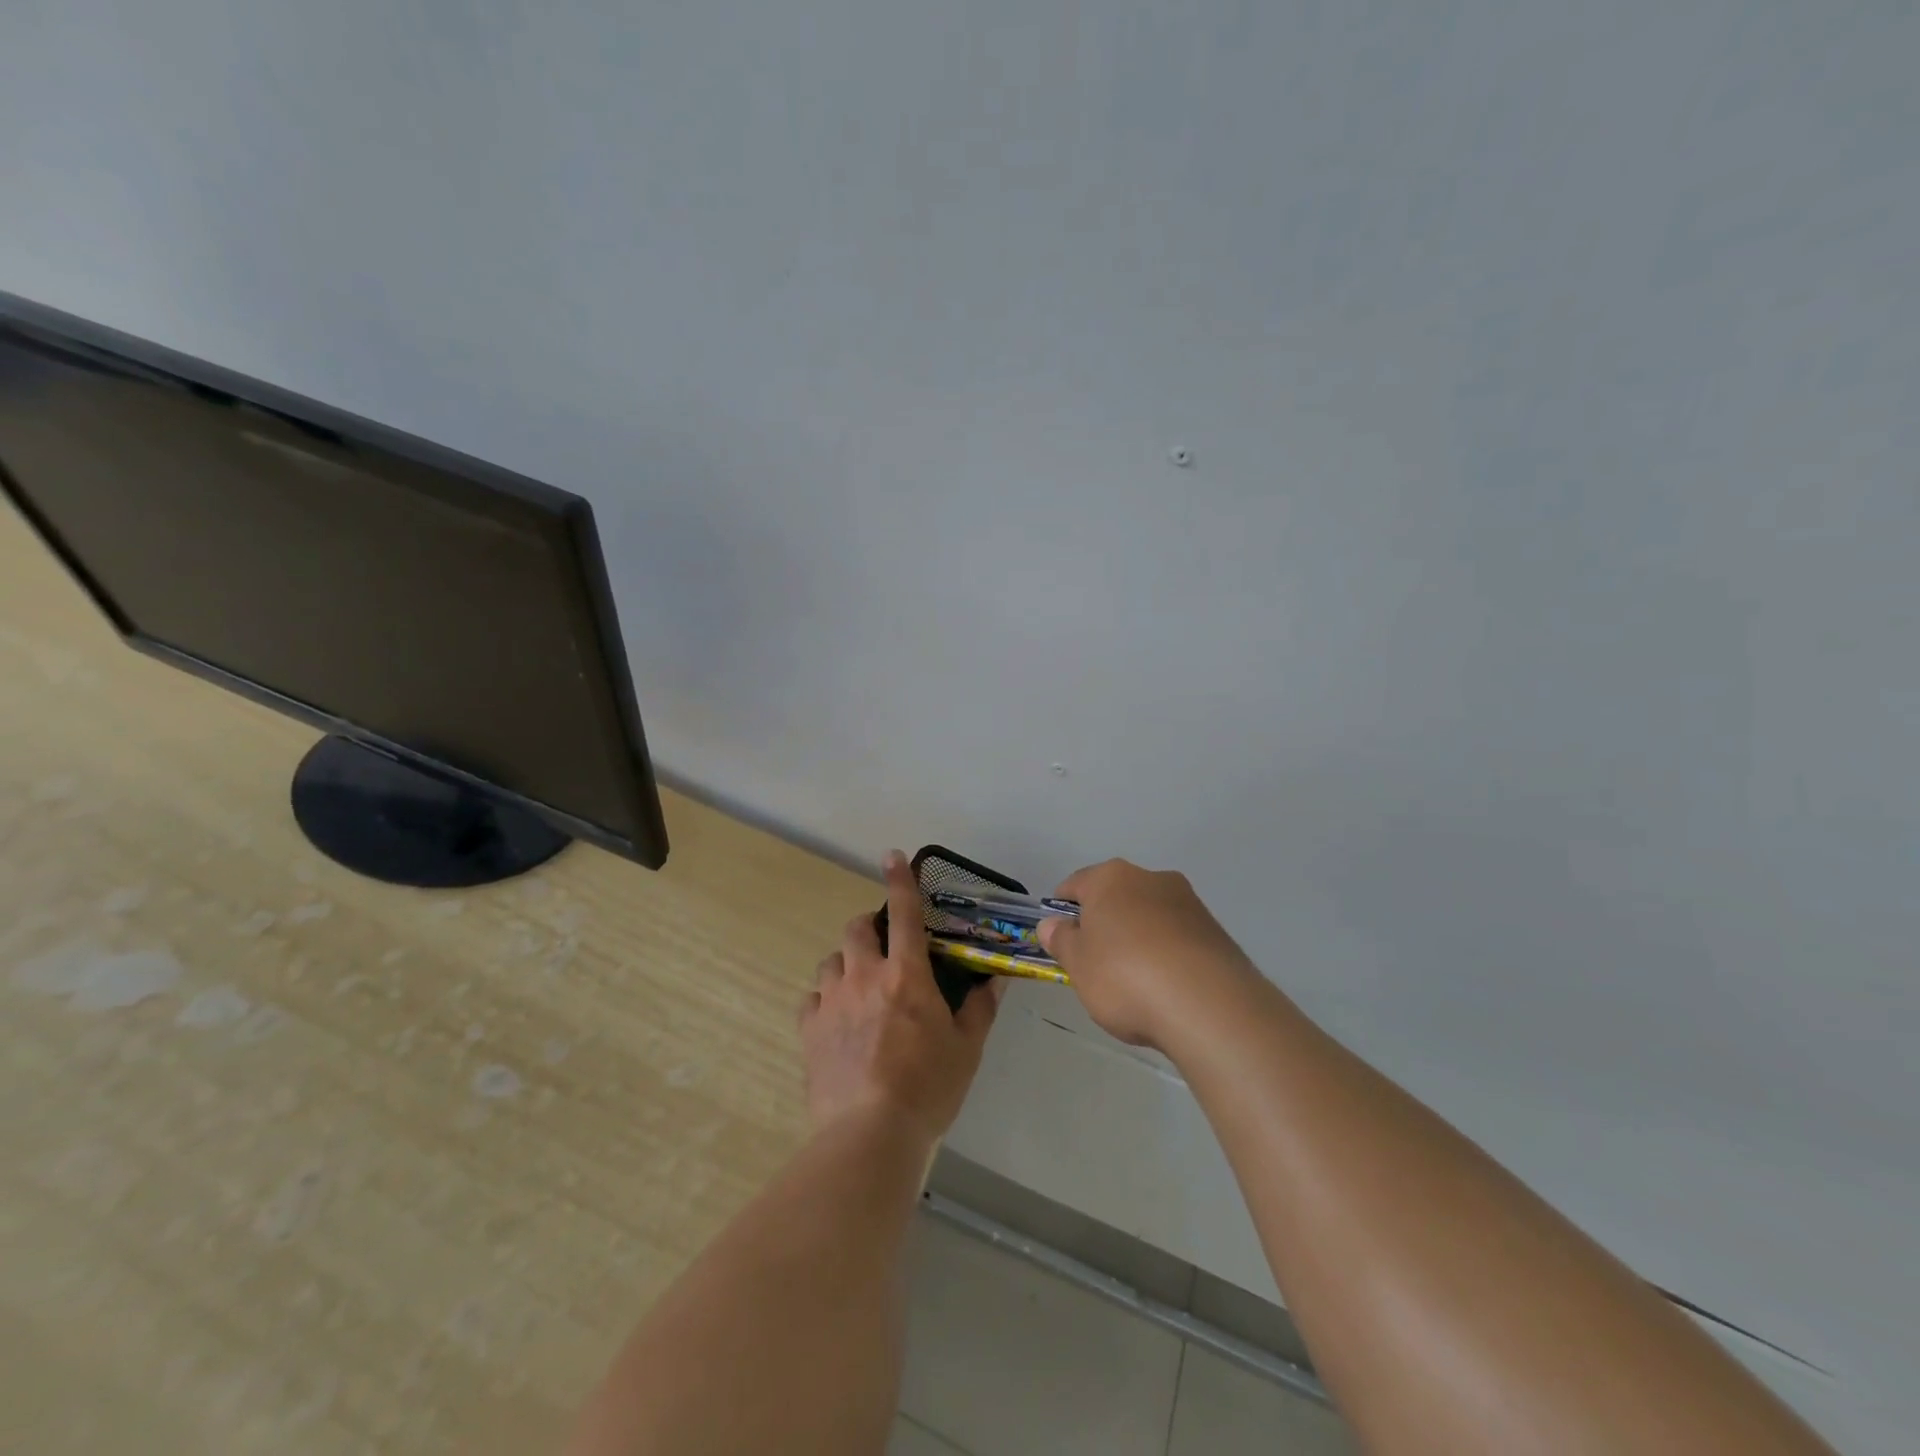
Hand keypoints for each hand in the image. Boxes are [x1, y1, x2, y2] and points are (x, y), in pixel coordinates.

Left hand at [799, 850, 1002, 1145]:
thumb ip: (980, 1008)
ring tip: (859, 989)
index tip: (891, 856)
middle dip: (870, 928)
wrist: (870, 1135)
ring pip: (831, 961)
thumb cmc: (928, 1088)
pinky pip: (812, 999)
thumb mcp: (966, 1048)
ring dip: (846, 965)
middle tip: (883, 949)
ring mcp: (832, 1001)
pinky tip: (835, 1021)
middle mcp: (865, 976)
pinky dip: (825, 1000)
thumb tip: (995, 978)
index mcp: (906, 975)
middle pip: (857, 929)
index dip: (899, 880)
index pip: (905, 913)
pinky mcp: (808, 1029)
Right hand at [1038, 859, 1258, 1049]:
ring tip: (1135, 984)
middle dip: (1103, 925)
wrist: (1209, 1006)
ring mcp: (1188, 902)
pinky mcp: (1215, 930)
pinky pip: (1177, 938)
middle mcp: (1151, 878)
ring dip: (1137, 939)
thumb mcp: (1078, 964)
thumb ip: (1061, 940)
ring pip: (1148, 916)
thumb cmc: (1126, 977)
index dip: (1062, 911)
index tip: (1060, 941)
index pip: (1075, 885)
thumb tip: (1052, 924)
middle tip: (1094, 966)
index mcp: (1111, 877)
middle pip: (1115, 898)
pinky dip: (1166, 955)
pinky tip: (1165, 989)